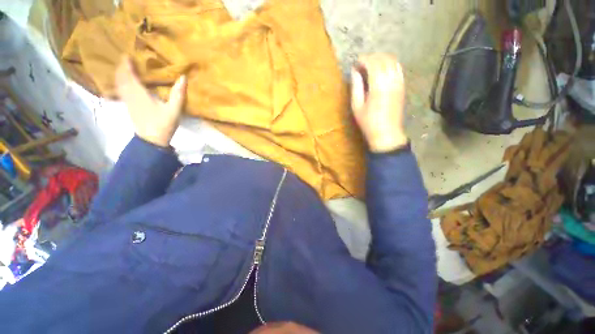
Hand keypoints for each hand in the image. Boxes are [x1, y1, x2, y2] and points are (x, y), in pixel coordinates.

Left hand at [115, 58, 186, 146]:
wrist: (152, 140)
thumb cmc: (163, 124)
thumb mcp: (174, 110)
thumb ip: (178, 94)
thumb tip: (183, 77)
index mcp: (140, 94)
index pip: (130, 75)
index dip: (127, 64)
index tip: (127, 54)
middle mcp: (130, 96)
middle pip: (121, 78)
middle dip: (121, 68)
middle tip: (125, 59)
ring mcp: (128, 102)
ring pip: (119, 85)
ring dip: (119, 75)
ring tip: (123, 69)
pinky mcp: (129, 108)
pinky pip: (120, 91)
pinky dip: (120, 84)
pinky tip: (123, 84)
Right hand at [351, 54, 407, 152]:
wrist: (387, 133)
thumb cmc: (368, 122)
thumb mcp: (357, 106)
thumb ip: (356, 87)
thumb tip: (354, 72)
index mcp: (378, 85)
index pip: (372, 63)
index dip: (363, 60)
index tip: (355, 63)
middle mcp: (391, 80)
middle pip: (384, 59)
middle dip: (372, 57)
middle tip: (362, 63)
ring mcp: (399, 82)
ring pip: (393, 61)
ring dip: (381, 59)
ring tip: (371, 65)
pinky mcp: (402, 86)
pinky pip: (398, 68)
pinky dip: (389, 64)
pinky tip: (382, 71)